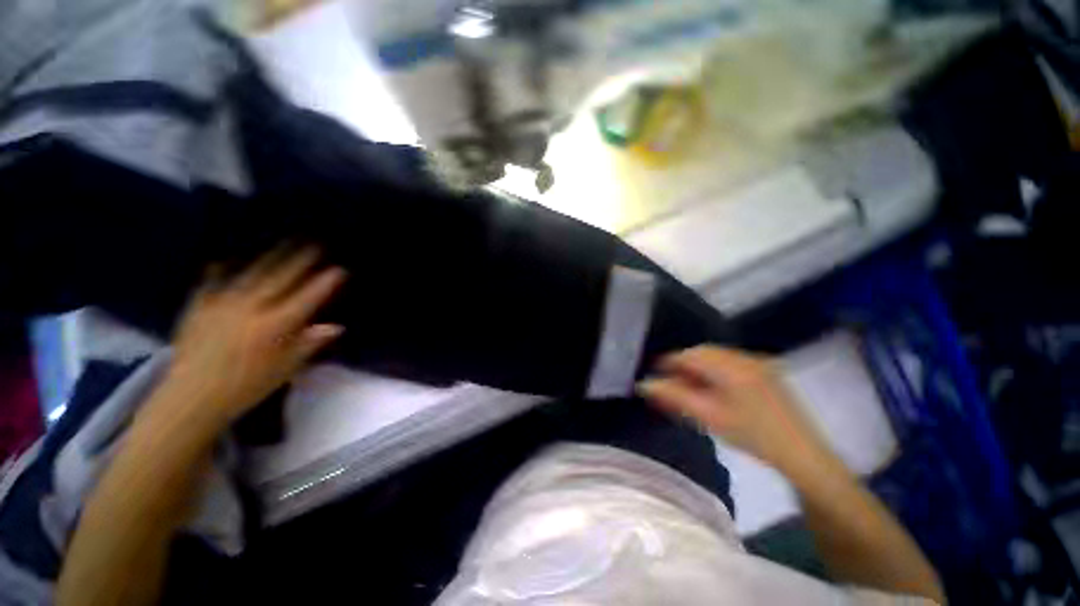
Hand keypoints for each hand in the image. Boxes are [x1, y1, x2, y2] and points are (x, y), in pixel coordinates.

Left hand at [153, 247, 346, 432]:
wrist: (191, 397)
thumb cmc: (246, 386)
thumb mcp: (286, 368)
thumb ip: (311, 343)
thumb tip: (337, 326)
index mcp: (277, 325)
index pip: (308, 297)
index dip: (325, 282)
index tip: (340, 269)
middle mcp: (253, 307)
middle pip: (282, 277)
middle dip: (300, 258)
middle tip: (314, 242)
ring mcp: (223, 303)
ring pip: (252, 272)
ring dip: (270, 256)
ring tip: (282, 241)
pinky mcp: (200, 305)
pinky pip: (213, 280)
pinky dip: (222, 268)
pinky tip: (226, 258)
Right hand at [639, 346, 830, 472]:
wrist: (803, 455)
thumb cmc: (752, 436)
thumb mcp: (709, 417)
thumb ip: (674, 397)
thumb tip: (644, 384)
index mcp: (731, 366)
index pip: (689, 354)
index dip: (668, 362)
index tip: (653, 373)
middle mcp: (745, 357)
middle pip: (703, 352)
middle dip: (683, 365)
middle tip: (669, 383)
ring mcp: (758, 363)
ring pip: (716, 357)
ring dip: (698, 368)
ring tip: (688, 387)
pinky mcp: (765, 371)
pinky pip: (730, 363)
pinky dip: (715, 371)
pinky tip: (711, 388)